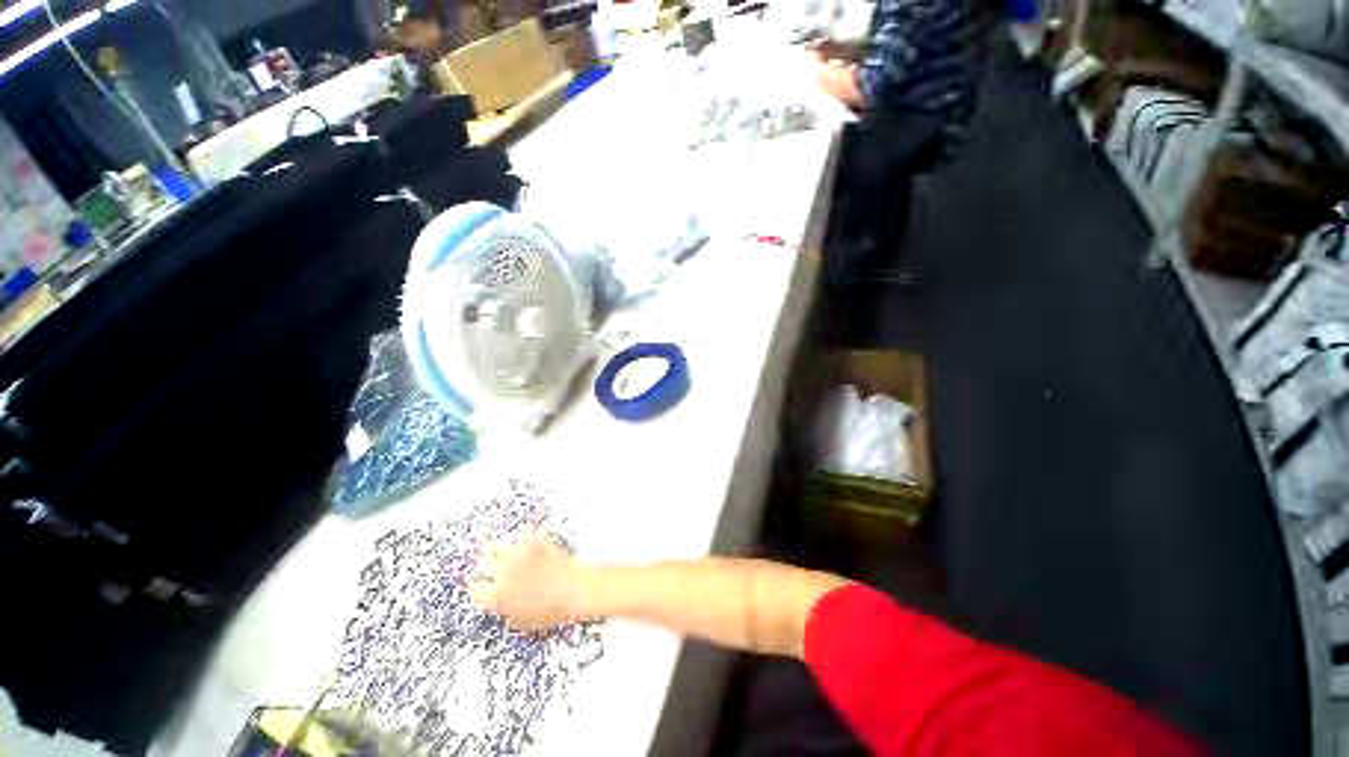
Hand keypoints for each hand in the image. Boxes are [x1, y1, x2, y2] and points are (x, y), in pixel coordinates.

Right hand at [469, 532, 590, 630]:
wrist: (575, 589)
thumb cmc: (552, 611)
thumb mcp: (523, 623)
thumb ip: (506, 612)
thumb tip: (501, 606)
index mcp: (497, 597)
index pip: (474, 588)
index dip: (476, 586)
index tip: (478, 583)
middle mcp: (503, 573)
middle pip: (483, 561)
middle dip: (486, 562)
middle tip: (488, 561)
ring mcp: (518, 554)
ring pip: (498, 543)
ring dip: (499, 546)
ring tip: (501, 545)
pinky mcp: (533, 541)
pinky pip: (521, 532)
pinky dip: (522, 534)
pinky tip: (524, 535)